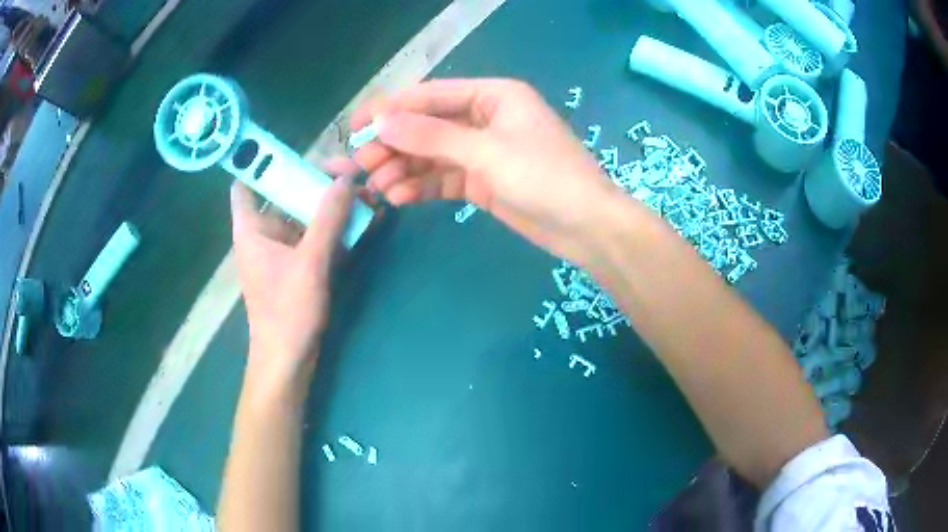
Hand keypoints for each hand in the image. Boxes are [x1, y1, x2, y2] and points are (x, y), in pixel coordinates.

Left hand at [230, 159, 357, 398]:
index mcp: (252, 228)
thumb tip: (346, 179)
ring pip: (304, 215)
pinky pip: (315, 237)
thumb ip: (328, 219)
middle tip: (351, 173)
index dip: (259, 163)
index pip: (245, 185)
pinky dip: (334, 228)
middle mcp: (264, 233)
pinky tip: (362, 220)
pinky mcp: (297, 266)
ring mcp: (282, 250)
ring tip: (364, 193)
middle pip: (285, 193)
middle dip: (316, 181)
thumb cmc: (287, 312)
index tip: (290, 150)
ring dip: (331, 205)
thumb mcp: (310, 263)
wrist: (288, 360)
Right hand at [351, 79, 620, 263]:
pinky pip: (443, 178)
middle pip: (427, 126)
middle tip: (359, 165)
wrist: (586, 227)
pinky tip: (398, 198)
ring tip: (376, 187)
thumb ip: (431, 136)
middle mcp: (484, 117)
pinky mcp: (482, 180)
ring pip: (431, 155)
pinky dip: (421, 187)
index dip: (390, 109)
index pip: (430, 96)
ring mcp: (482, 151)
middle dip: (392, 144)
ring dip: (402, 168)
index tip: (353, 127)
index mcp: (492, 95)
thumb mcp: (486, 152)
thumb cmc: (545, 177)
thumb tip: (381, 121)